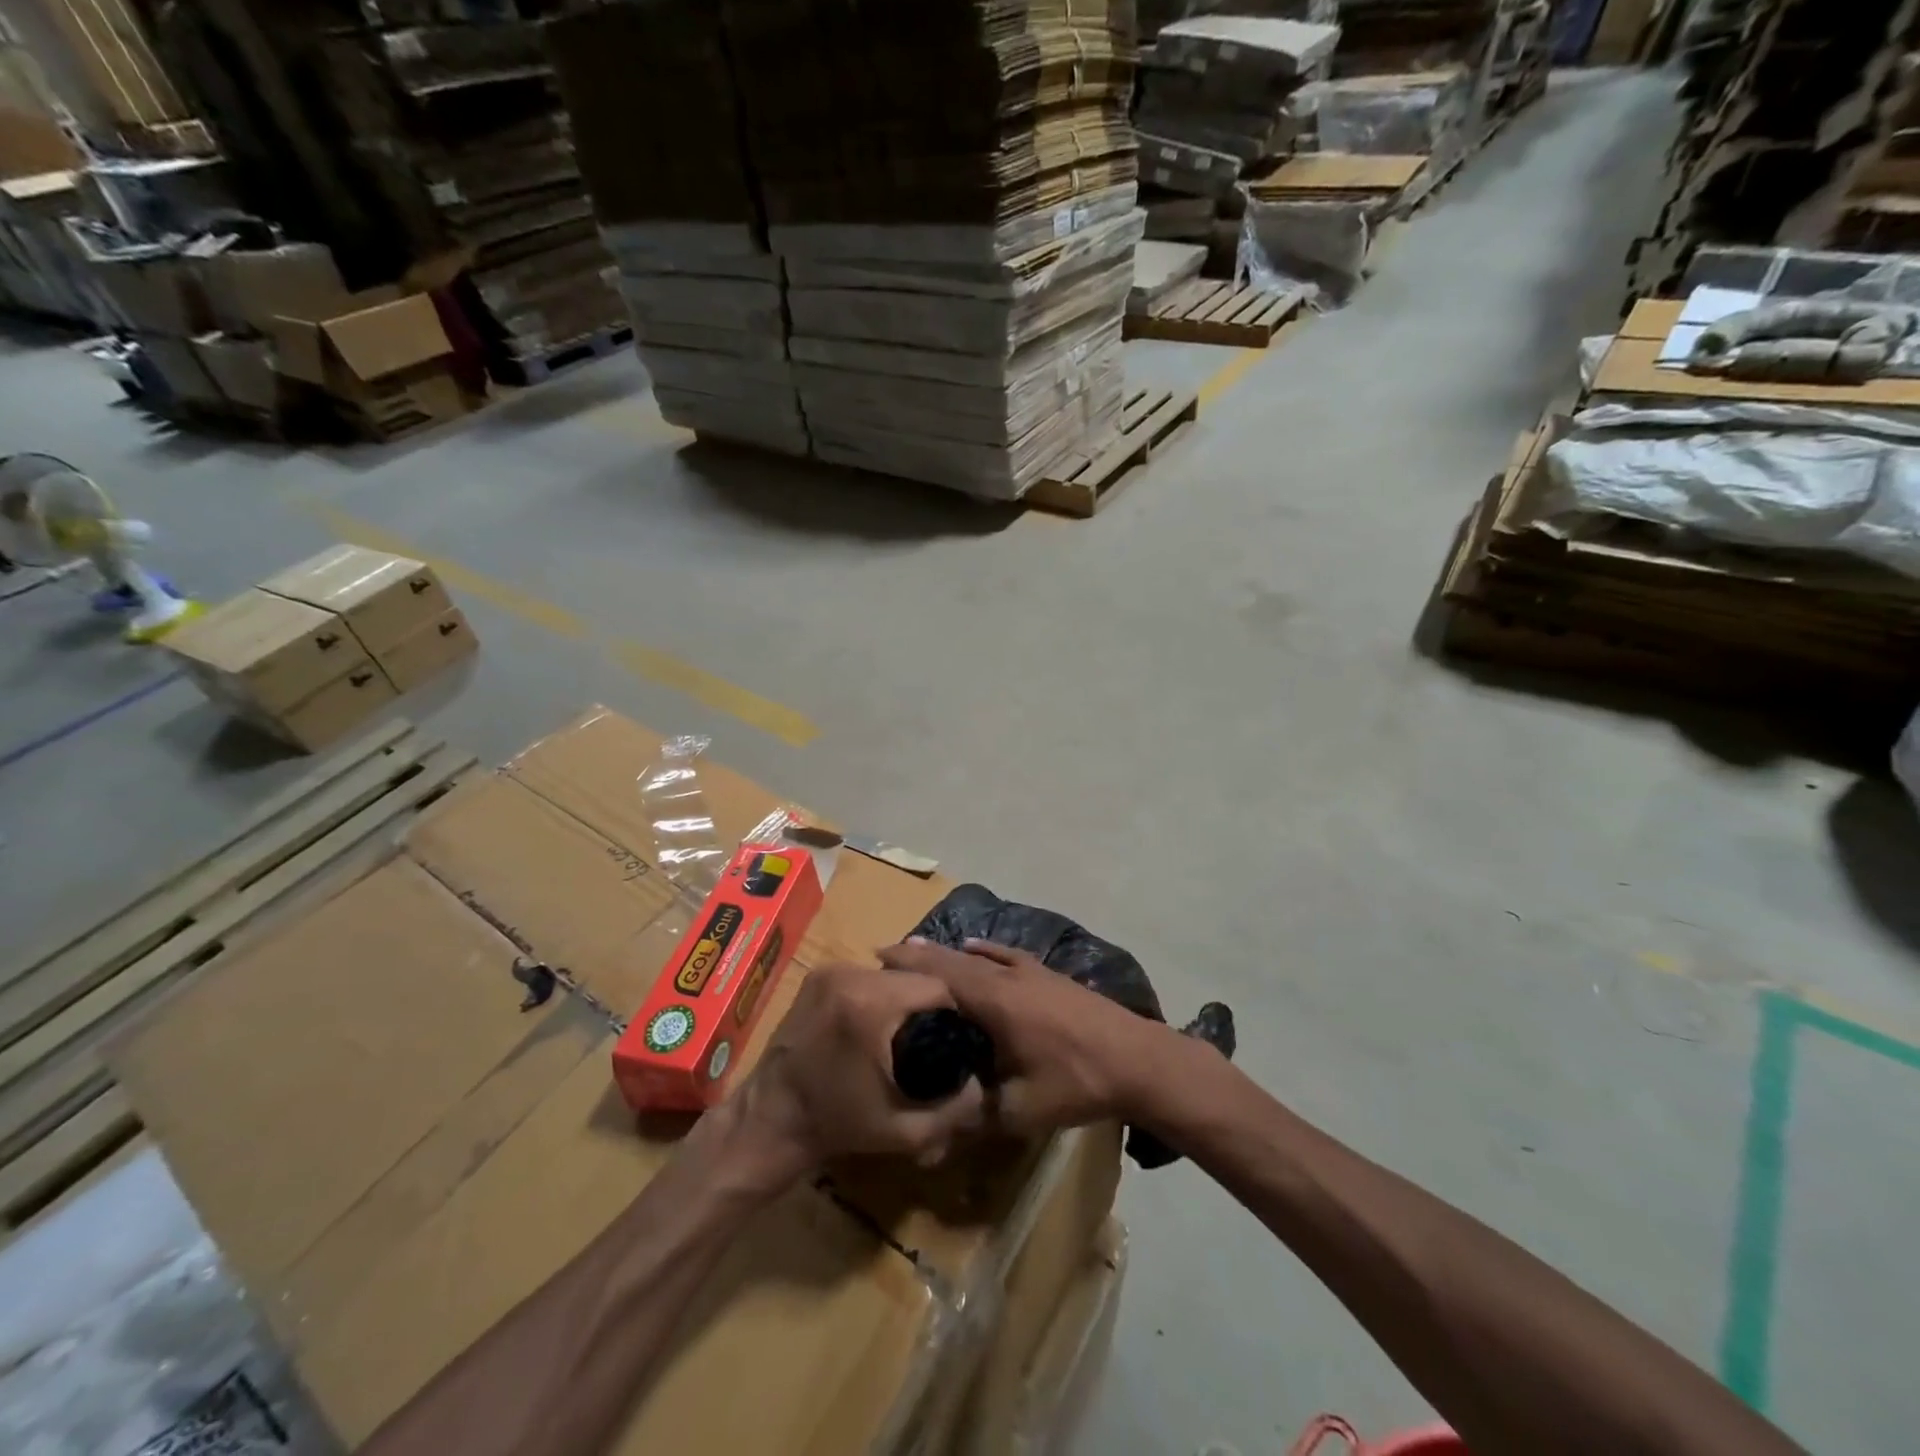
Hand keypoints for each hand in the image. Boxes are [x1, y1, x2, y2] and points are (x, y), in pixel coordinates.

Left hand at [724, 963, 986, 1189]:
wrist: (768, 1120)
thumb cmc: (837, 1126)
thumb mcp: (904, 1131)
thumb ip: (954, 1109)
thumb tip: (984, 1084)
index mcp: (871, 1004)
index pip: (936, 986)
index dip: (956, 1011)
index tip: (960, 1038)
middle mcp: (850, 975)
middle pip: (913, 977)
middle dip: (931, 1003)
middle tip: (938, 1036)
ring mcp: (830, 971)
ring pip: (890, 974)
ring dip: (905, 997)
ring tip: (911, 1030)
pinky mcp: (817, 975)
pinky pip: (866, 976)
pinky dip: (880, 994)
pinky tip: (881, 1022)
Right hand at [877, 939, 1171, 1137]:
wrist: (1137, 1060)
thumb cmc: (1076, 1082)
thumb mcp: (1021, 1110)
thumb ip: (979, 1113)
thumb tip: (944, 1123)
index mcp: (995, 1002)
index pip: (941, 975)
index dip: (908, 965)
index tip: (877, 956)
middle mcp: (1008, 977)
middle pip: (955, 960)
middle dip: (920, 955)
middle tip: (887, 952)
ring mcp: (1031, 973)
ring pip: (979, 956)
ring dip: (948, 953)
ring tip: (920, 948)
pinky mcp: (1049, 976)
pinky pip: (1007, 956)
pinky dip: (986, 951)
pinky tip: (978, 948)